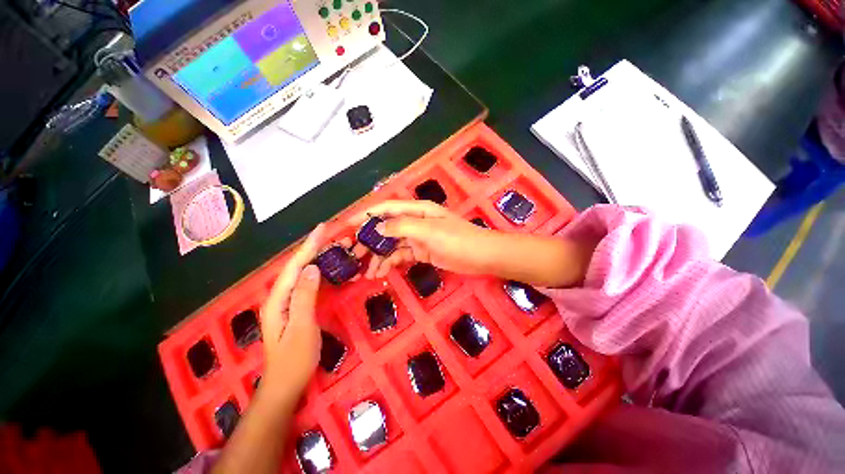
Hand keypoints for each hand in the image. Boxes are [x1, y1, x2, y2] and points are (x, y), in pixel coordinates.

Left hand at [259, 224, 324, 403]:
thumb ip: (305, 297)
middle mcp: (279, 297)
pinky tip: (326, 268)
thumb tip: (312, 268)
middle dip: (313, 248)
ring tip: (333, 246)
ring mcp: (286, 303)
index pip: (295, 266)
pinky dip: (317, 272)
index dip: (308, 246)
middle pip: (297, 266)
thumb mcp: (301, 328)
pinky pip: (306, 284)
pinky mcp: (295, 308)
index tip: (322, 228)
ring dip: (316, 258)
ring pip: (301, 274)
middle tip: (332, 234)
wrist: (285, 385)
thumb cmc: (294, 359)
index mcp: (277, 300)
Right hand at [349, 200, 500, 278]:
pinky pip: (400, 256)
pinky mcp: (420, 252)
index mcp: (416, 210)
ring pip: (391, 245)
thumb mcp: (428, 230)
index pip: (386, 208)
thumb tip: (377, 228)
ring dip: (378, 257)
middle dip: (369, 241)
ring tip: (366, 273)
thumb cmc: (457, 239)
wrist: (480, 257)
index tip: (346, 226)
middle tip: (353, 256)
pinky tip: (381, 273)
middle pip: (385, 228)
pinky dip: (390, 263)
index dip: (366, 215)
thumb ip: (401, 226)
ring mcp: (417, 238)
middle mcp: (414, 221)